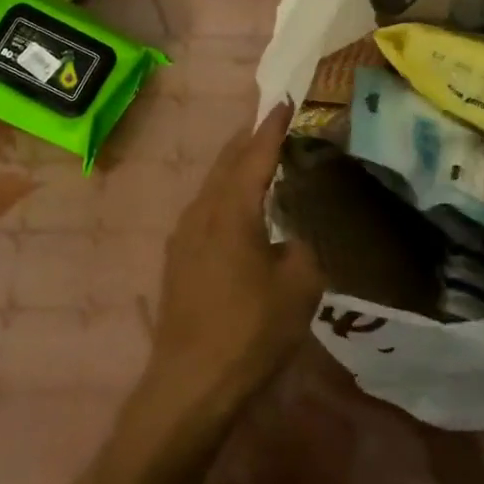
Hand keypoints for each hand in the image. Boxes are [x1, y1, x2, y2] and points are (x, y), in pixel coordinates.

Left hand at [146, 104, 323, 413]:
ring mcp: (184, 234)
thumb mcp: (300, 286)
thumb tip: (295, 237)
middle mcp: (202, 210)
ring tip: (258, 158)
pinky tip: (238, 208)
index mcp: (232, 208)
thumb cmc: (249, 330)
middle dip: (249, 139)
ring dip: (236, 166)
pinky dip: (226, 193)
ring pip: (213, 185)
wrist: (189, 383)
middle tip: (272, 122)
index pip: (256, 154)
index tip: (284, 100)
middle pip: (227, 161)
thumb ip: (305, 247)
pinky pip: (205, 208)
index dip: (272, 126)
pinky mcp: (178, 258)